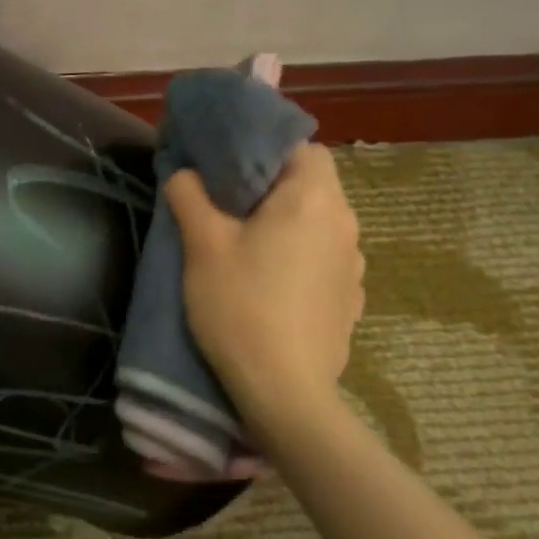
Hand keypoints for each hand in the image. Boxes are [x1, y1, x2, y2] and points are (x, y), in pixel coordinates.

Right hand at [165, 143, 364, 438]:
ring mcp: (353, 264)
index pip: (303, 147)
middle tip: (230, 203)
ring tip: (250, 244)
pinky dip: (302, 256)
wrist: (285, 391)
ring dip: (290, 222)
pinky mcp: (351, 298)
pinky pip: (325, 258)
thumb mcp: (202, 246)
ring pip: (320, 222)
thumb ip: (190, 196)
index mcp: (312, 198)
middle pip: (313, 183)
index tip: (232, 166)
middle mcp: (344, 223)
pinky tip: (273, 282)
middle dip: (274, 186)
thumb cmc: (241, 305)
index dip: (267, 149)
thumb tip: (185, 173)